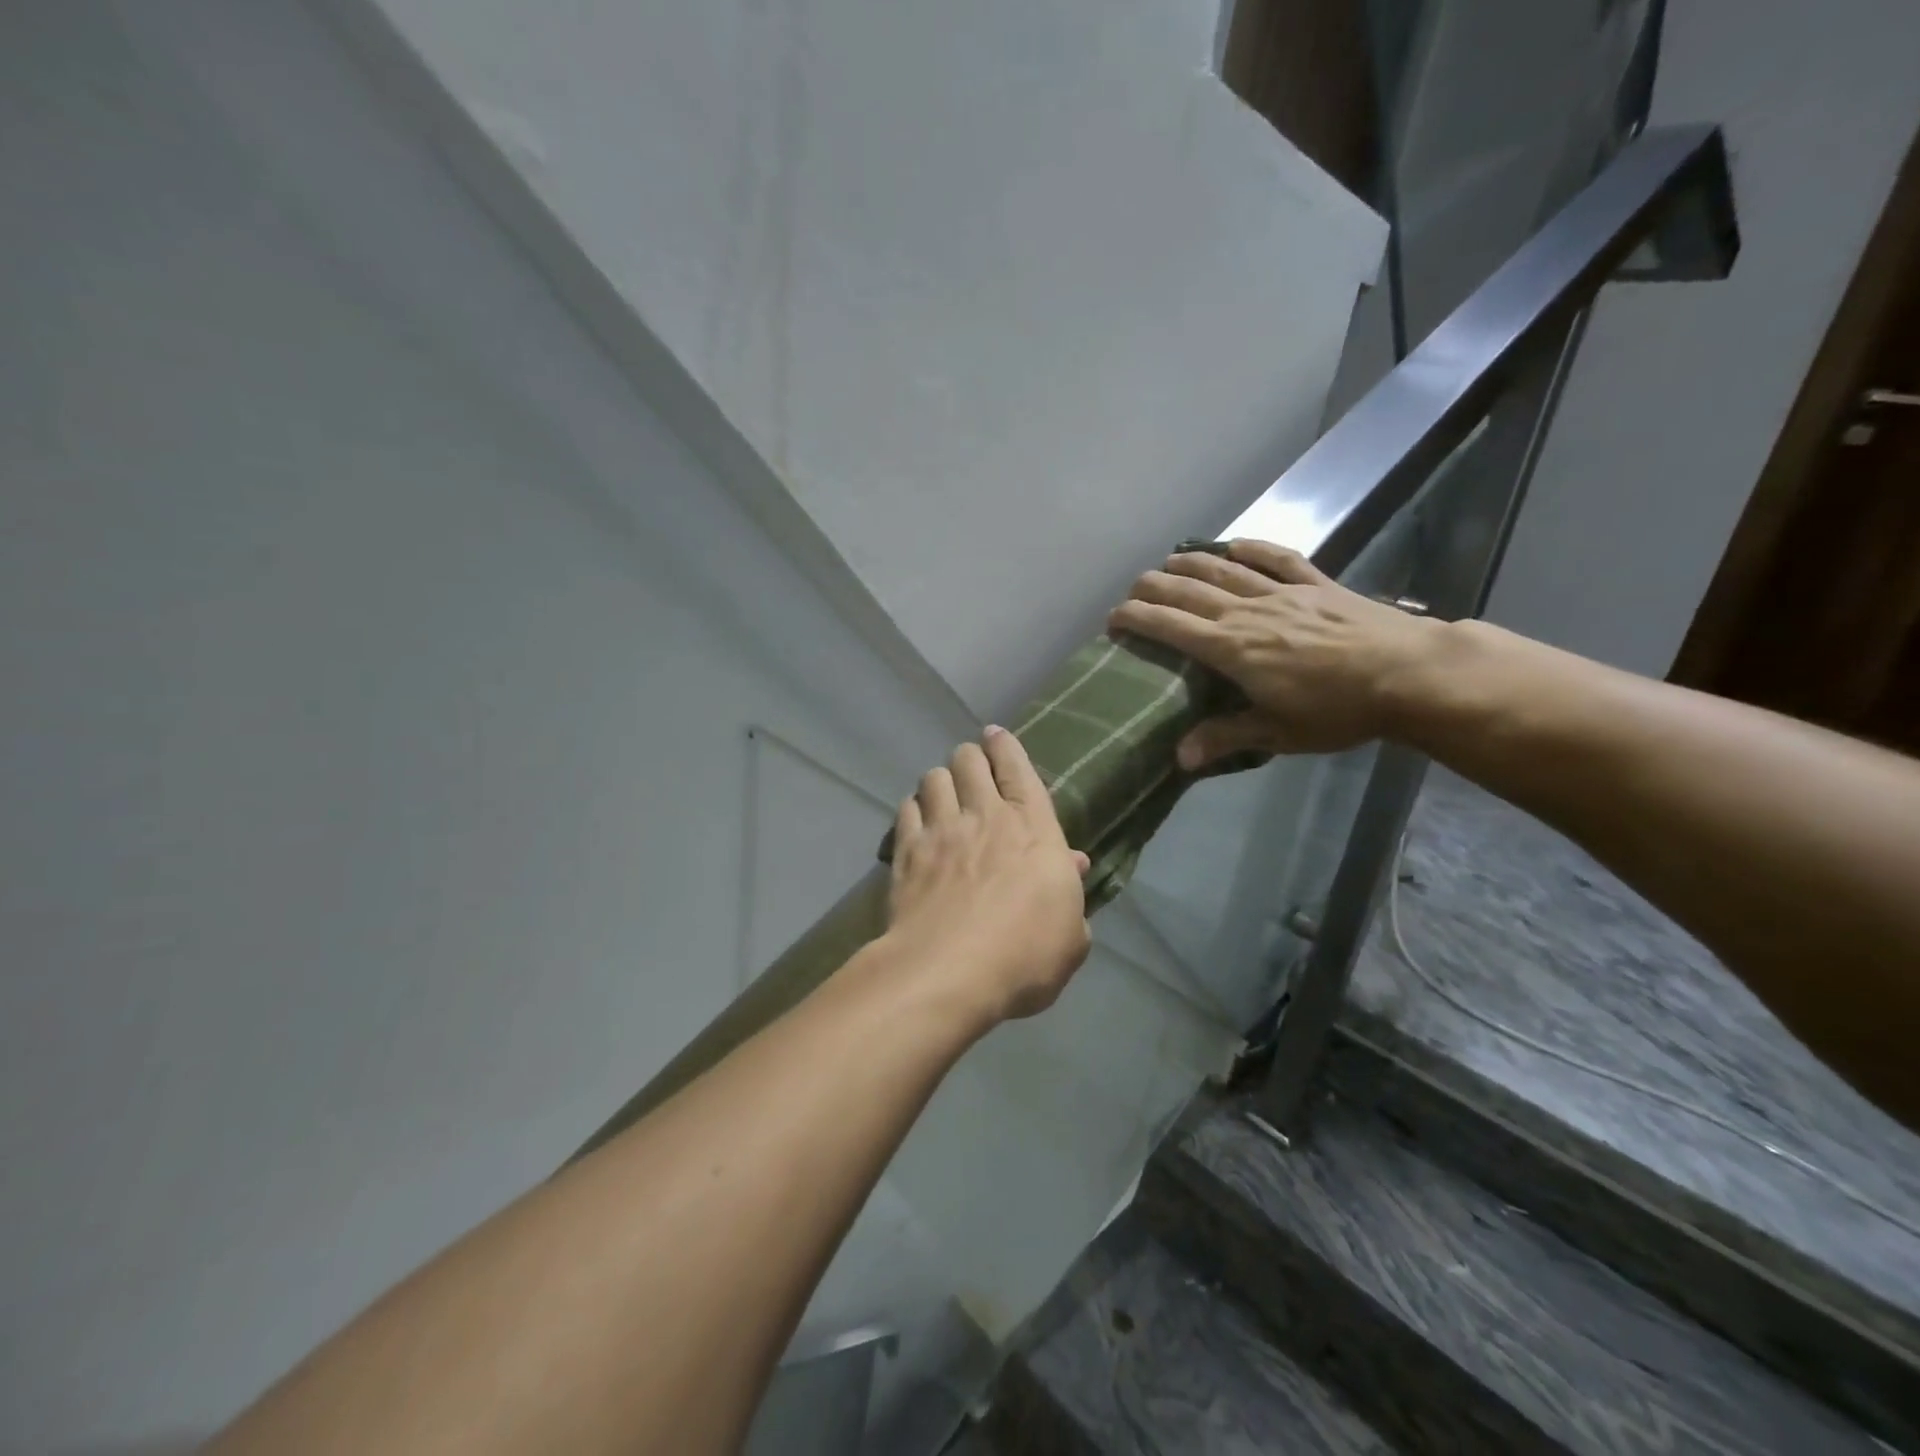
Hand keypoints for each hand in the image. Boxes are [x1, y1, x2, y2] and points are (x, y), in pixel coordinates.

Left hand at [885, 728, 1092, 1025]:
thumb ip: (1069, 893)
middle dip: (970, 758)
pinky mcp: (907, 851)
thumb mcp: (1070, 935)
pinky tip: (916, 823)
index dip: (1006, 746)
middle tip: (971, 770)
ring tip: (942, 796)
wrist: (950, 972)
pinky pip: (906, 810)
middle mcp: (985, 816)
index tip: (995, 735)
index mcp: (1033, 829)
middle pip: (969, 760)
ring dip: (940, 781)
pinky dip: (913, 810)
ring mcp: (941, 830)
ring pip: (933, 777)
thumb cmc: (1024, 957)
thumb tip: (1071, 864)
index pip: (1018, 768)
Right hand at [1107, 539, 1440, 767]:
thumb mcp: (1278, 733)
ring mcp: (1283, 593)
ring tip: (1168, 561)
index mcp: (1234, 649)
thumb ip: (1225, 737)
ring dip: (1191, 563)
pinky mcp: (1317, 584)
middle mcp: (1249, 612)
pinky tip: (1234, 545)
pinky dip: (1252, 549)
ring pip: (1225, 571)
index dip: (1138, 618)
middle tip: (1133, 590)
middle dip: (1154, 587)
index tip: (1113, 618)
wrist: (1411, 674)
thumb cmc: (1339, 710)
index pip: (1172, 627)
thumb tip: (1178, 758)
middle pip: (1190, 591)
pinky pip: (1277, 559)